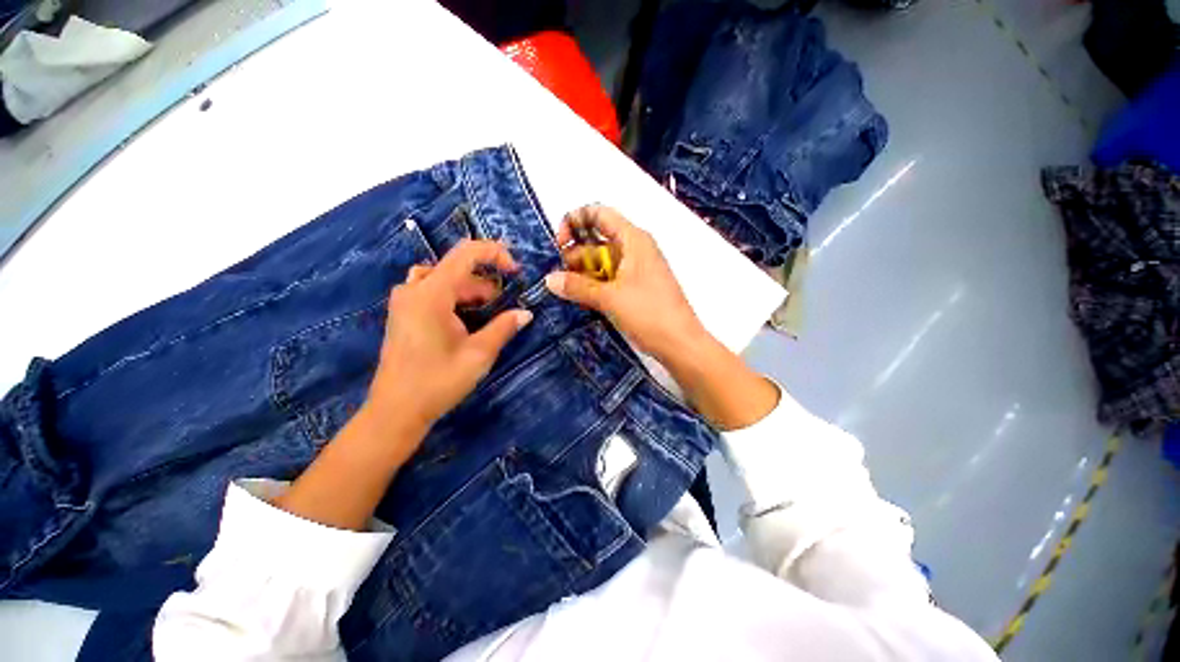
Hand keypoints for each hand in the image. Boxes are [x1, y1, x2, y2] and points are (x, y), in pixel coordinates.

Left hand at [368, 240, 532, 437]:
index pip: (466, 253)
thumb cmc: (438, 381)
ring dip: (469, 289)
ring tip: (485, 311)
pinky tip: (463, 318)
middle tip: (502, 305)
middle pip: (456, 268)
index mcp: (432, 293)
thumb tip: (526, 313)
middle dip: (484, 282)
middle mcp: (414, 289)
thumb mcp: (479, 354)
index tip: (515, 270)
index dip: (495, 254)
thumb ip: (504, 327)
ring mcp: (405, 301)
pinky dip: (453, 296)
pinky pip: (431, 290)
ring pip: (444, 278)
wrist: (396, 411)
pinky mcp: (403, 313)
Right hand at [545, 205, 705, 361]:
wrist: (680, 343)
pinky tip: (581, 299)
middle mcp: (634, 249)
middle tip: (559, 278)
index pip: (599, 214)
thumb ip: (577, 286)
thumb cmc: (648, 313)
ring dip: (582, 274)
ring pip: (601, 262)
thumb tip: (549, 280)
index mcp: (632, 239)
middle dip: (575, 256)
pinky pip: (609, 278)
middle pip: (597, 240)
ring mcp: (636, 269)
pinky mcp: (636, 287)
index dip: (575, 221)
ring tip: (566, 291)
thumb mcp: (609, 298)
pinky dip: (594, 285)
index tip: (560, 245)